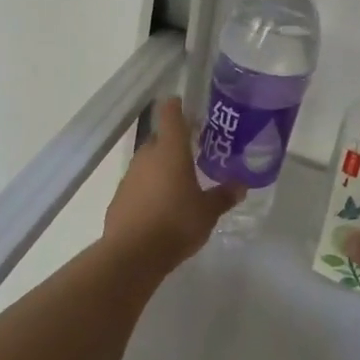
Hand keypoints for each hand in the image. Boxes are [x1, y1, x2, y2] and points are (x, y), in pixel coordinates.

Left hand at [104, 98, 243, 269]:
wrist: (133, 253)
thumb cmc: (176, 223)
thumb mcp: (208, 212)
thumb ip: (223, 196)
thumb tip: (241, 185)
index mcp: (170, 151)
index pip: (170, 114)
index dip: (176, 106)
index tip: (184, 105)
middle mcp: (147, 156)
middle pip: (159, 140)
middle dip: (174, 145)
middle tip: (193, 154)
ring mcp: (129, 177)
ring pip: (147, 164)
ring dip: (160, 169)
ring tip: (179, 185)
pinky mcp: (118, 198)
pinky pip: (137, 186)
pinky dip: (148, 191)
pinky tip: (160, 209)